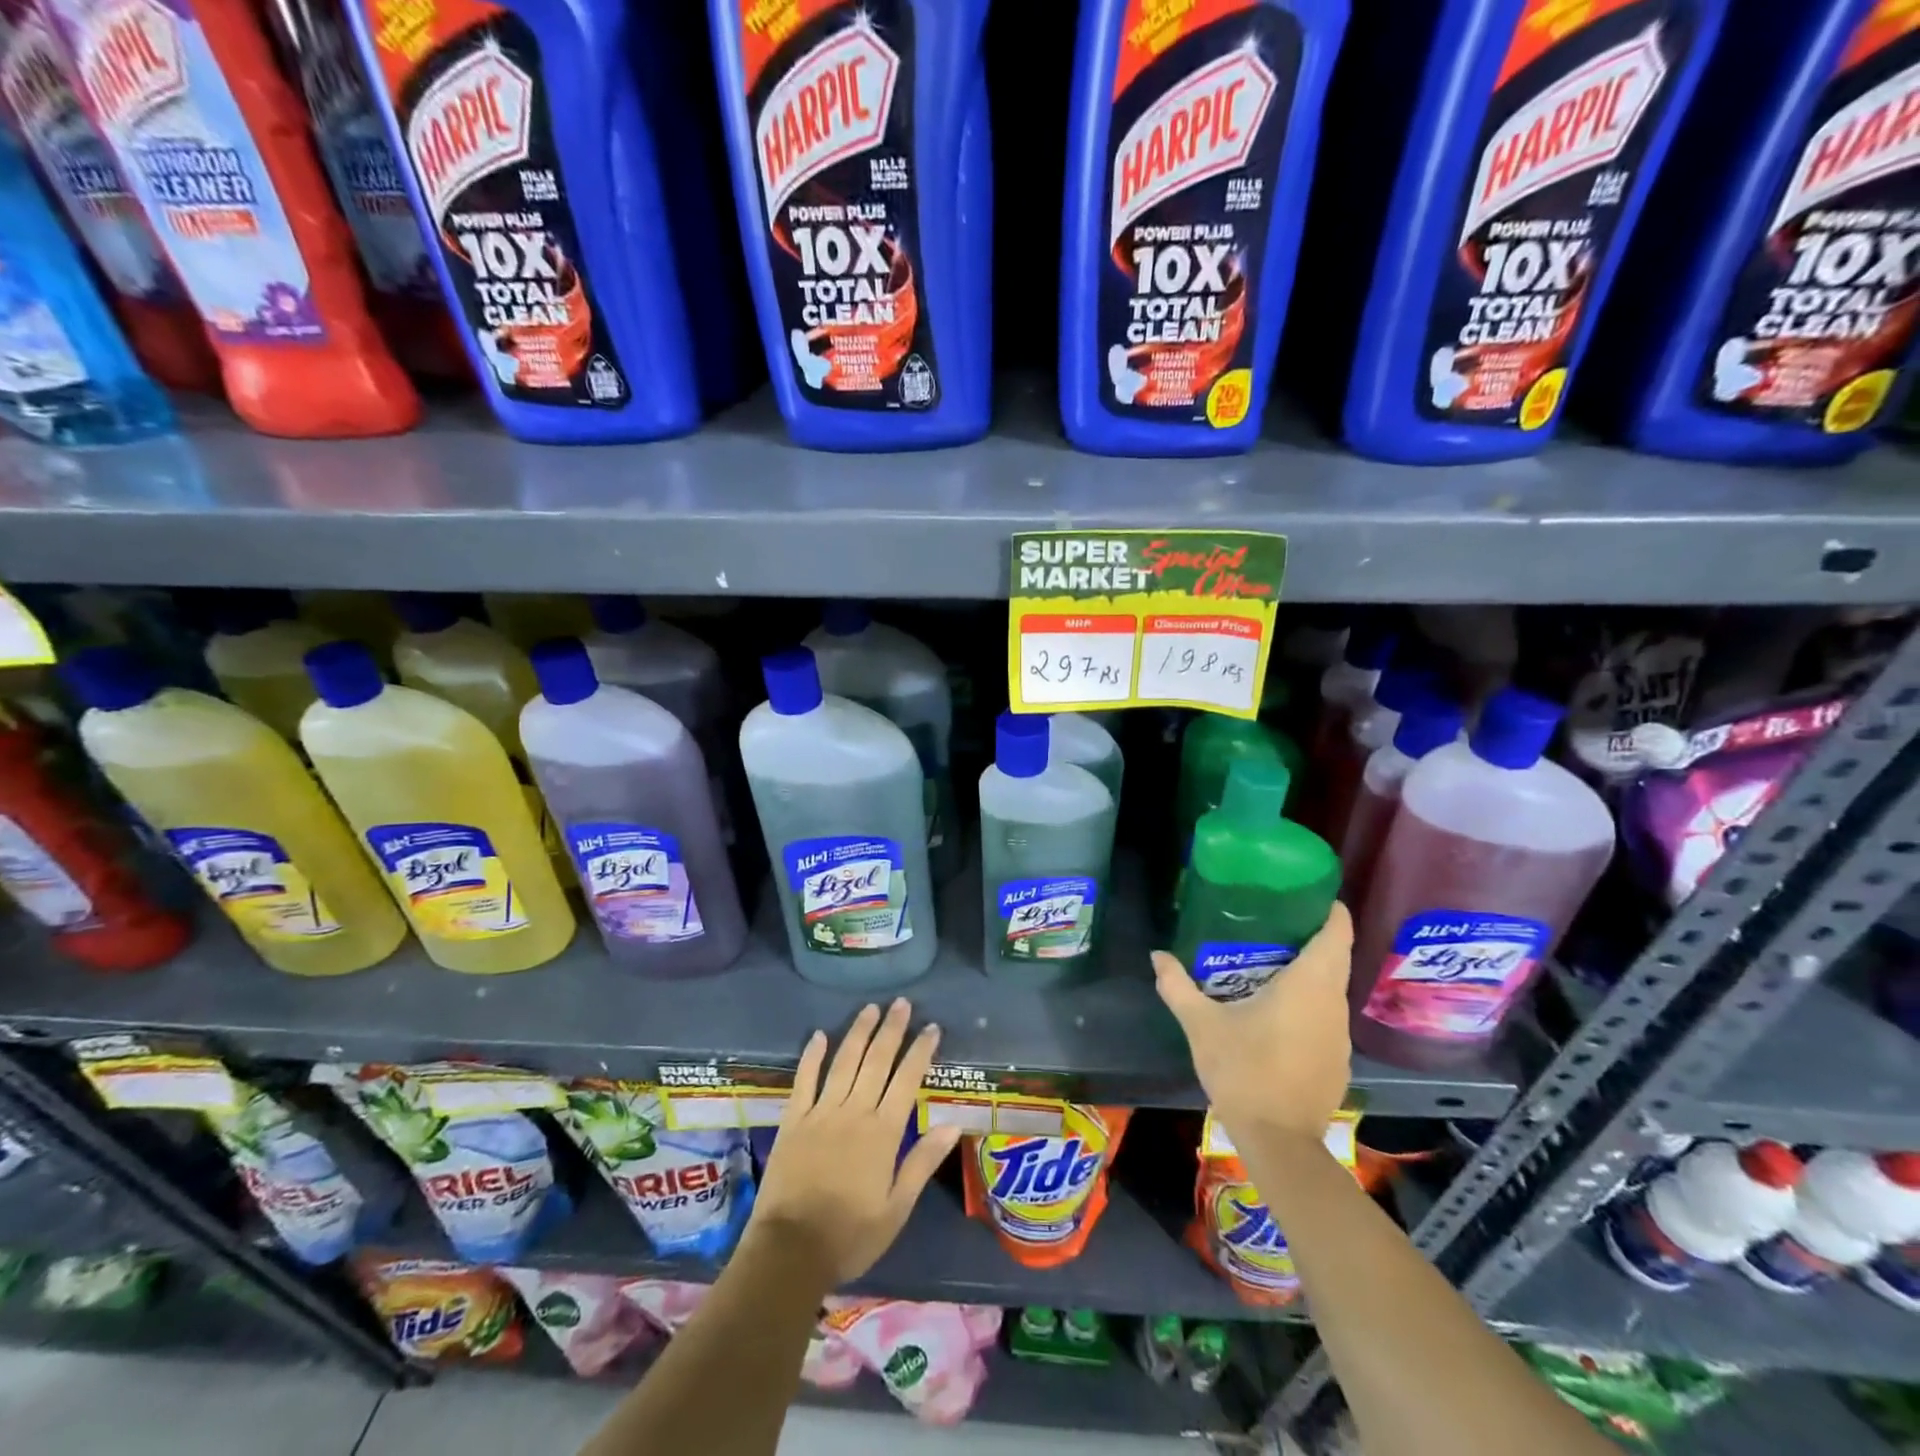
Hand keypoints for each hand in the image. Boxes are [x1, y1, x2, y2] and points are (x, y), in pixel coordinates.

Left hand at [746, 999, 961, 1289]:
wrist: (790, 1251)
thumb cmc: (850, 1236)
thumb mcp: (896, 1209)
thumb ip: (922, 1163)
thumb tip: (951, 1124)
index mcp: (883, 1133)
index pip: (907, 1080)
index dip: (920, 1051)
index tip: (931, 1027)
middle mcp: (854, 1112)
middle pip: (876, 1061)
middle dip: (891, 1029)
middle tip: (901, 1003)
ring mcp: (821, 1113)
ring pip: (844, 1062)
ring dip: (858, 1032)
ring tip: (870, 1008)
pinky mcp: (793, 1120)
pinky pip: (804, 1080)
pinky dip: (812, 1056)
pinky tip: (819, 1035)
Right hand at [1152, 902, 1354, 1145]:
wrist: (1279, 1142)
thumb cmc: (1243, 1070)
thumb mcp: (1201, 1025)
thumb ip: (1178, 986)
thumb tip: (1158, 955)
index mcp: (1309, 984)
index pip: (1337, 932)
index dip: (1328, 908)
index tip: (1306, 893)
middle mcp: (1333, 1003)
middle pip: (1335, 956)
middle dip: (1310, 935)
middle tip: (1272, 920)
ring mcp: (1340, 1034)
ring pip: (1331, 987)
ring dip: (1309, 970)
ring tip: (1270, 960)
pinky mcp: (1337, 1058)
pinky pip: (1326, 1014)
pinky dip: (1309, 1001)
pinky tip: (1278, 1009)